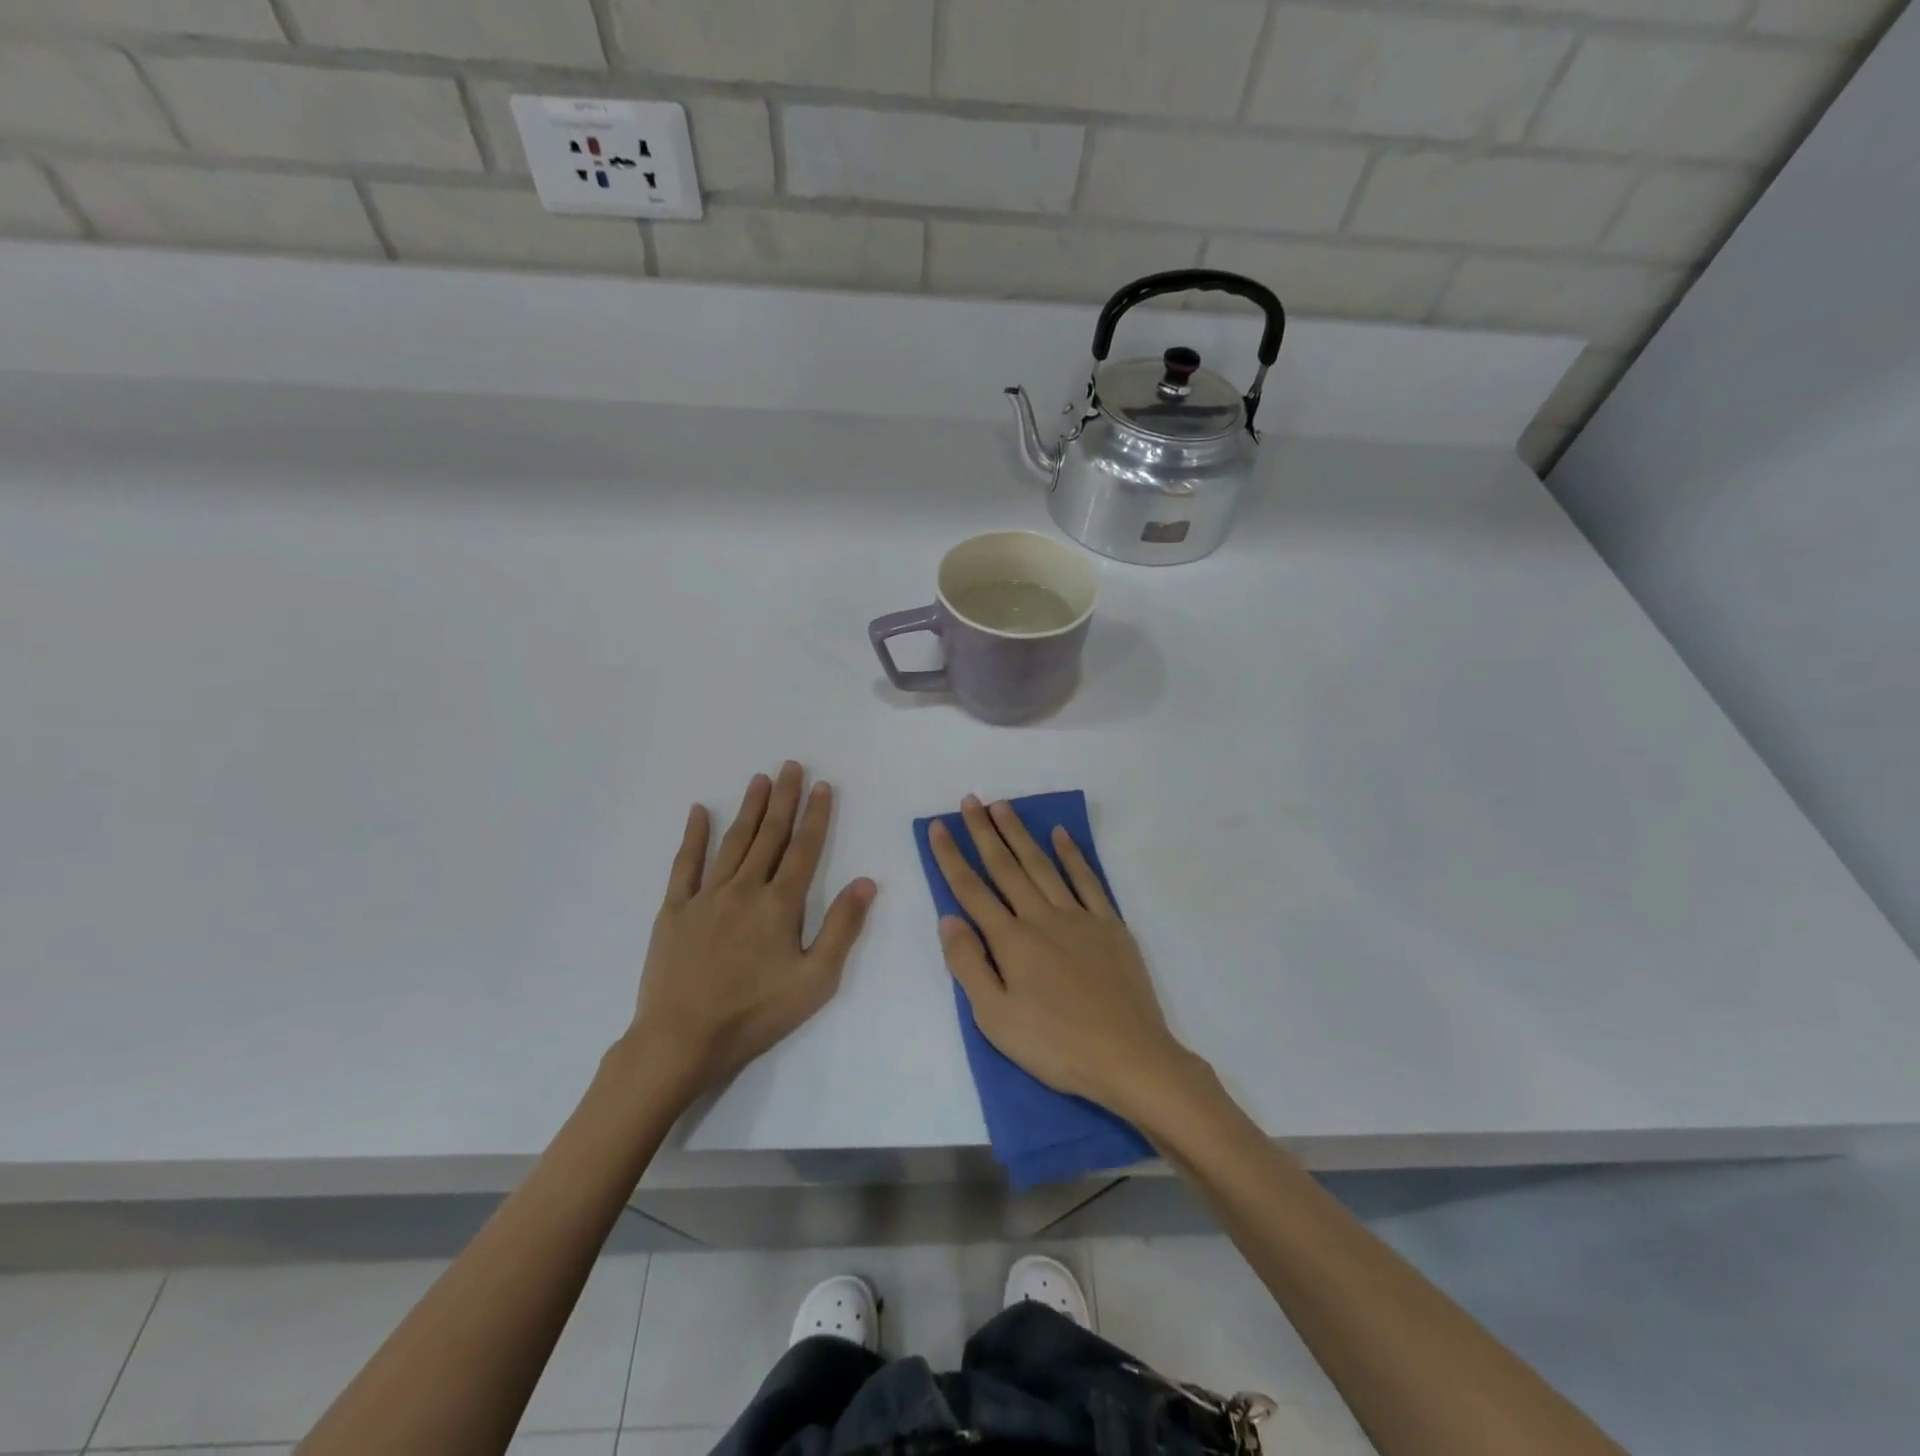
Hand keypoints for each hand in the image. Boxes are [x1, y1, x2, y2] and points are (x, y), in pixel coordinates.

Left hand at [625, 763, 875, 1103]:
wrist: (682, 1039)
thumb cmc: (756, 1013)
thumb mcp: (815, 980)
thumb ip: (842, 927)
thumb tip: (866, 881)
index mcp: (780, 904)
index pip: (804, 849)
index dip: (816, 816)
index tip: (823, 786)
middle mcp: (745, 888)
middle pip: (769, 835)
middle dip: (784, 799)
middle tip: (792, 766)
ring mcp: (706, 896)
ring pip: (733, 841)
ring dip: (749, 808)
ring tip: (760, 779)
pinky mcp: (675, 909)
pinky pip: (685, 864)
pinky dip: (694, 836)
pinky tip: (699, 812)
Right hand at [928, 796, 1196, 1121]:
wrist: (1129, 1057)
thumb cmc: (1055, 1045)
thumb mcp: (996, 1019)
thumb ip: (968, 965)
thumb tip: (948, 918)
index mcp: (1011, 941)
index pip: (972, 890)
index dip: (952, 857)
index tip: (938, 826)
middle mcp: (1042, 918)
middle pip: (1006, 867)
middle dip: (984, 832)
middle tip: (970, 800)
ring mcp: (1079, 918)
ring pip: (1043, 866)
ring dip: (1020, 834)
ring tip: (1003, 807)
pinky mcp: (1110, 926)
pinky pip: (1088, 880)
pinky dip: (1072, 855)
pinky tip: (1060, 835)